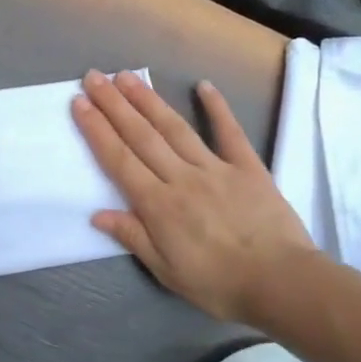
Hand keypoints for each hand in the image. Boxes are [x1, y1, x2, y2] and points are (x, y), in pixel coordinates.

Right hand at [73, 69, 315, 325]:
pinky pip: (230, 132)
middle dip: (114, 105)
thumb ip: (134, 237)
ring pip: (175, 128)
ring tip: (127, 77)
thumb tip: (97, 214)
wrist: (281, 282)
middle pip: (141, 135)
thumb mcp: (167, 272)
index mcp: (159, 205)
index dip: (97, 130)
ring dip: (149, 100)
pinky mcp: (248, 166)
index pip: (119, 160)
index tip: (79, 103)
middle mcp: (182, 177)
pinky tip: (203, 85)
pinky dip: (217, 107)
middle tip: (94, 77)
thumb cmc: (219, 284)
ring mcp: (215, 168)